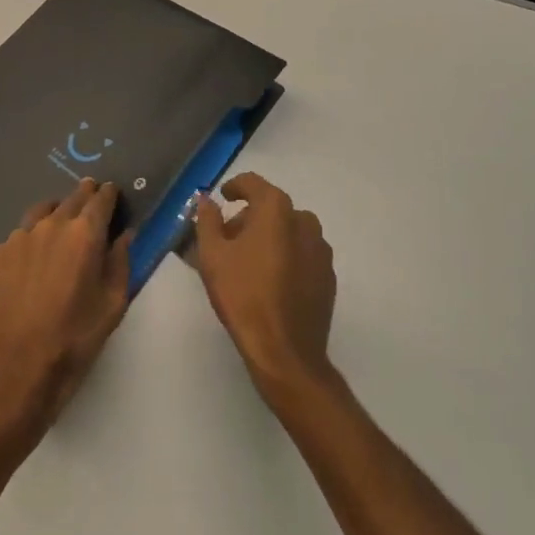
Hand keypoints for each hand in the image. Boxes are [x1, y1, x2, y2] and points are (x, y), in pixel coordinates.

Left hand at [0, 178, 133, 428]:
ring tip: (59, 232)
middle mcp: (51, 224)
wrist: (16, 370)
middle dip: (85, 198)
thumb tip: (125, 235)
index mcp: (84, 233)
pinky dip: (30, 243)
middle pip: (72, 198)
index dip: (110, 195)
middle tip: (91, 207)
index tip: (113, 196)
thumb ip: (121, 262)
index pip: (101, 198)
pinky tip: (31, 265)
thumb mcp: (113, 304)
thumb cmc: (74, 339)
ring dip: (55, 215)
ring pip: (42, 212)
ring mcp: (19, 237)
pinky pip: (18, 238)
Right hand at [192, 173, 336, 401]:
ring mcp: (320, 249)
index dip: (234, 187)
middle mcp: (304, 220)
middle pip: (271, 207)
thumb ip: (207, 220)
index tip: (222, 198)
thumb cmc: (243, 296)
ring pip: (289, 230)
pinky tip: (271, 281)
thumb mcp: (212, 255)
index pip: (253, 183)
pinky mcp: (328, 275)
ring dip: (269, 237)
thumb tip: (206, 199)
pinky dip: (286, 256)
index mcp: (277, 209)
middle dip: (249, 217)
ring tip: (248, 262)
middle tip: (228, 239)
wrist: (285, 351)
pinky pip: (302, 253)